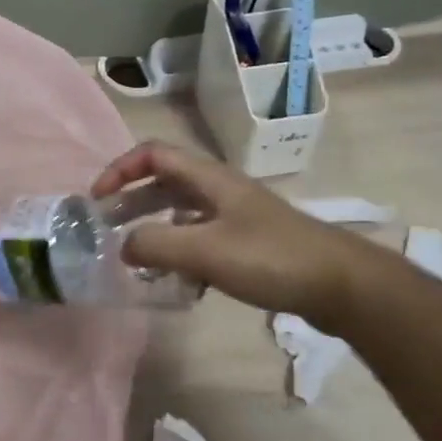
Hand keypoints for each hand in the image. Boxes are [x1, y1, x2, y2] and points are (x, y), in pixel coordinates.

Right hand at [91, 140, 391, 327]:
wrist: (343, 286)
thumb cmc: (271, 258)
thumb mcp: (206, 251)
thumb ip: (156, 245)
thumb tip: (122, 246)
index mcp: (209, 178)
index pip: (152, 154)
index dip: (120, 169)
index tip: (98, 198)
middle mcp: (219, 189)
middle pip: (164, 182)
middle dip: (131, 200)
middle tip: (106, 227)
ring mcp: (236, 216)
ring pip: (181, 211)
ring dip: (153, 228)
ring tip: (134, 256)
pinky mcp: (249, 243)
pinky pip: (201, 237)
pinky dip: (180, 251)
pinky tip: (177, 281)